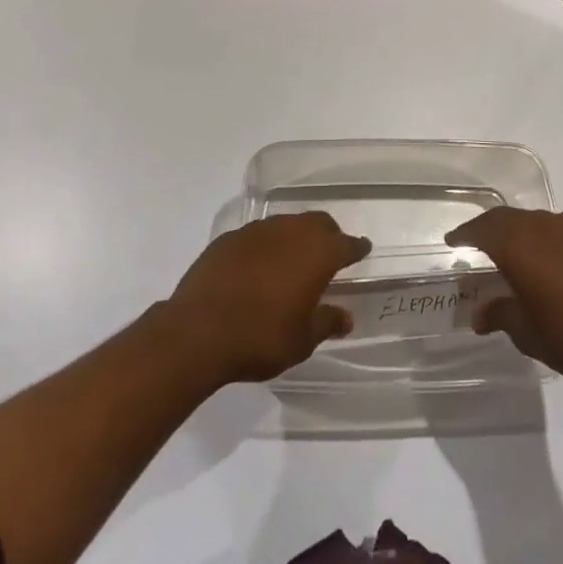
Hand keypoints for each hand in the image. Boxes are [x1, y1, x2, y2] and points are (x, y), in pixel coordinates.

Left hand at [163, 213, 371, 384]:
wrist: (198, 331)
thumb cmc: (261, 337)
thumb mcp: (302, 340)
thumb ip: (326, 322)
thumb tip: (346, 316)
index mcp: (316, 253)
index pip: (346, 244)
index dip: (357, 247)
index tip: (363, 249)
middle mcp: (290, 232)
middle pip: (318, 223)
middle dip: (329, 235)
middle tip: (331, 253)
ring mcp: (257, 231)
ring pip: (287, 224)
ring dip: (296, 237)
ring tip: (294, 259)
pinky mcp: (229, 238)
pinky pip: (258, 235)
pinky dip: (267, 246)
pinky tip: (260, 266)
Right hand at [446, 207, 562, 384]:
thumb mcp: (527, 333)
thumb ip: (500, 315)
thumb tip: (479, 315)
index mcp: (517, 244)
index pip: (481, 229)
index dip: (464, 233)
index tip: (453, 240)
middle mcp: (541, 225)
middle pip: (507, 218)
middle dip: (491, 229)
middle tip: (481, 243)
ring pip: (537, 221)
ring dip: (524, 233)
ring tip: (522, 255)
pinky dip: (553, 240)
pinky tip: (560, 262)